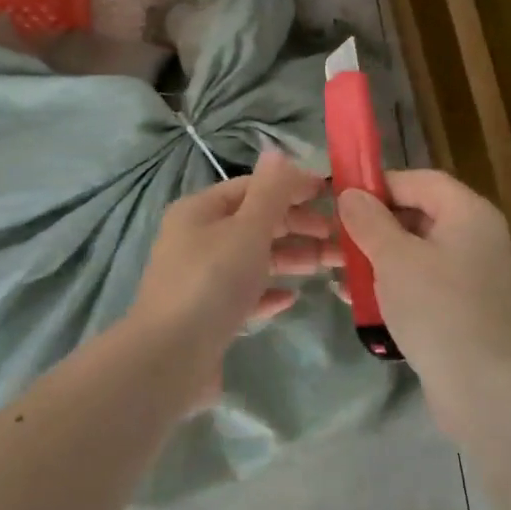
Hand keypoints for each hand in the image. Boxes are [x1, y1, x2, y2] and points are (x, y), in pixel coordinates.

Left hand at [128, 150, 339, 408]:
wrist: (170, 358)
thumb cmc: (211, 282)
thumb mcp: (247, 230)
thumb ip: (269, 192)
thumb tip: (277, 151)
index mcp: (199, 211)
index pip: (251, 187)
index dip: (292, 187)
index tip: (332, 196)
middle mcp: (196, 240)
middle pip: (255, 224)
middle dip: (298, 227)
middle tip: (340, 239)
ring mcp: (200, 279)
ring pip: (253, 260)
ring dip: (291, 259)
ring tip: (330, 266)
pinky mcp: (207, 315)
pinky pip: (244, 295)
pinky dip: (268, 292)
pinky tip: (292, 298)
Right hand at [336, 171, 510, 417]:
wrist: (478, 386)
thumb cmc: (435, 309)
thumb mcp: (393, 258)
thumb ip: (368, 220)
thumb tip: (350, 194)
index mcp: (469, 214)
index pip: (420, 180)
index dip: (379, 185)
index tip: (341, 200)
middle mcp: (477, 236)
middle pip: (418, 214)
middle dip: (373, 225)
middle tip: (336, 238)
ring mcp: (473, 273)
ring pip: (416, 249)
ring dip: (377, 256)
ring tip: (340, 271)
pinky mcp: (464, 304)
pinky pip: (423, 279)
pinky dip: (393, 281)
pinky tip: (359, 298)